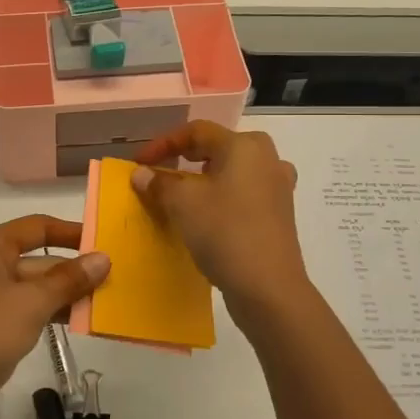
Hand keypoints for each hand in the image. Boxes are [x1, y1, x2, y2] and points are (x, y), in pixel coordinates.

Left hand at [0, 215, 109, 418]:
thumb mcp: (31, 304)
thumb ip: (68, 280)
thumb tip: (103, 258)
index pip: (37, 227)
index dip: (72, 232)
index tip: (106, 242)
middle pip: (37, 259)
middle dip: (73, 271)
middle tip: (116, 281)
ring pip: (32, 287)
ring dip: (64, 295)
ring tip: (105, 303)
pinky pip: (23, 309)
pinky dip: (48, 313)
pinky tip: (77, 323)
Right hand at [131, 122, 307, 304]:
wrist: (269, 287)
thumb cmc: (224, 232)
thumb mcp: (182, 204)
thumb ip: (159, 183)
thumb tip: (141, 173)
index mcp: (244, 146)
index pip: (197, 131)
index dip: (163, 143)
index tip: (139, 163)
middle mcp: (267, 158)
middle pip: (218, 147)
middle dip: (186, 157)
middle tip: (162, 171)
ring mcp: (278, 186)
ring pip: (233, 171)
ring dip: (204, 178)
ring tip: (183, 193)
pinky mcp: (280, 213)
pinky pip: (244, 193)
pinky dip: (222, 196)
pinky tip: (209, 215)